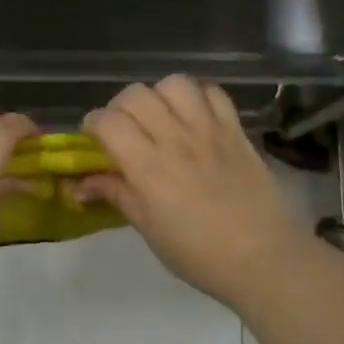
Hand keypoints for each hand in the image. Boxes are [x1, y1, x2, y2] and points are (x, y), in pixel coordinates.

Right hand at [80, 77, 308, 310]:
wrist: (263, 259)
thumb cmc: (199, 254)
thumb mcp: (149, 229)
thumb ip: (116, 195)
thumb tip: (79, 185)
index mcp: (148, 168)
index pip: (109, 121)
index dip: (92, 124)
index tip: (93, 139)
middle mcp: (176, 139)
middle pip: (136, 94)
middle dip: (120, 107)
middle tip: (124, 130)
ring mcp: (209, 130)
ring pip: (174, 84)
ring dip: (159, 96)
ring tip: (160, 118)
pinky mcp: (236, 130)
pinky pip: (213, 93)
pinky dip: (198, 97)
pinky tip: (194, 117)